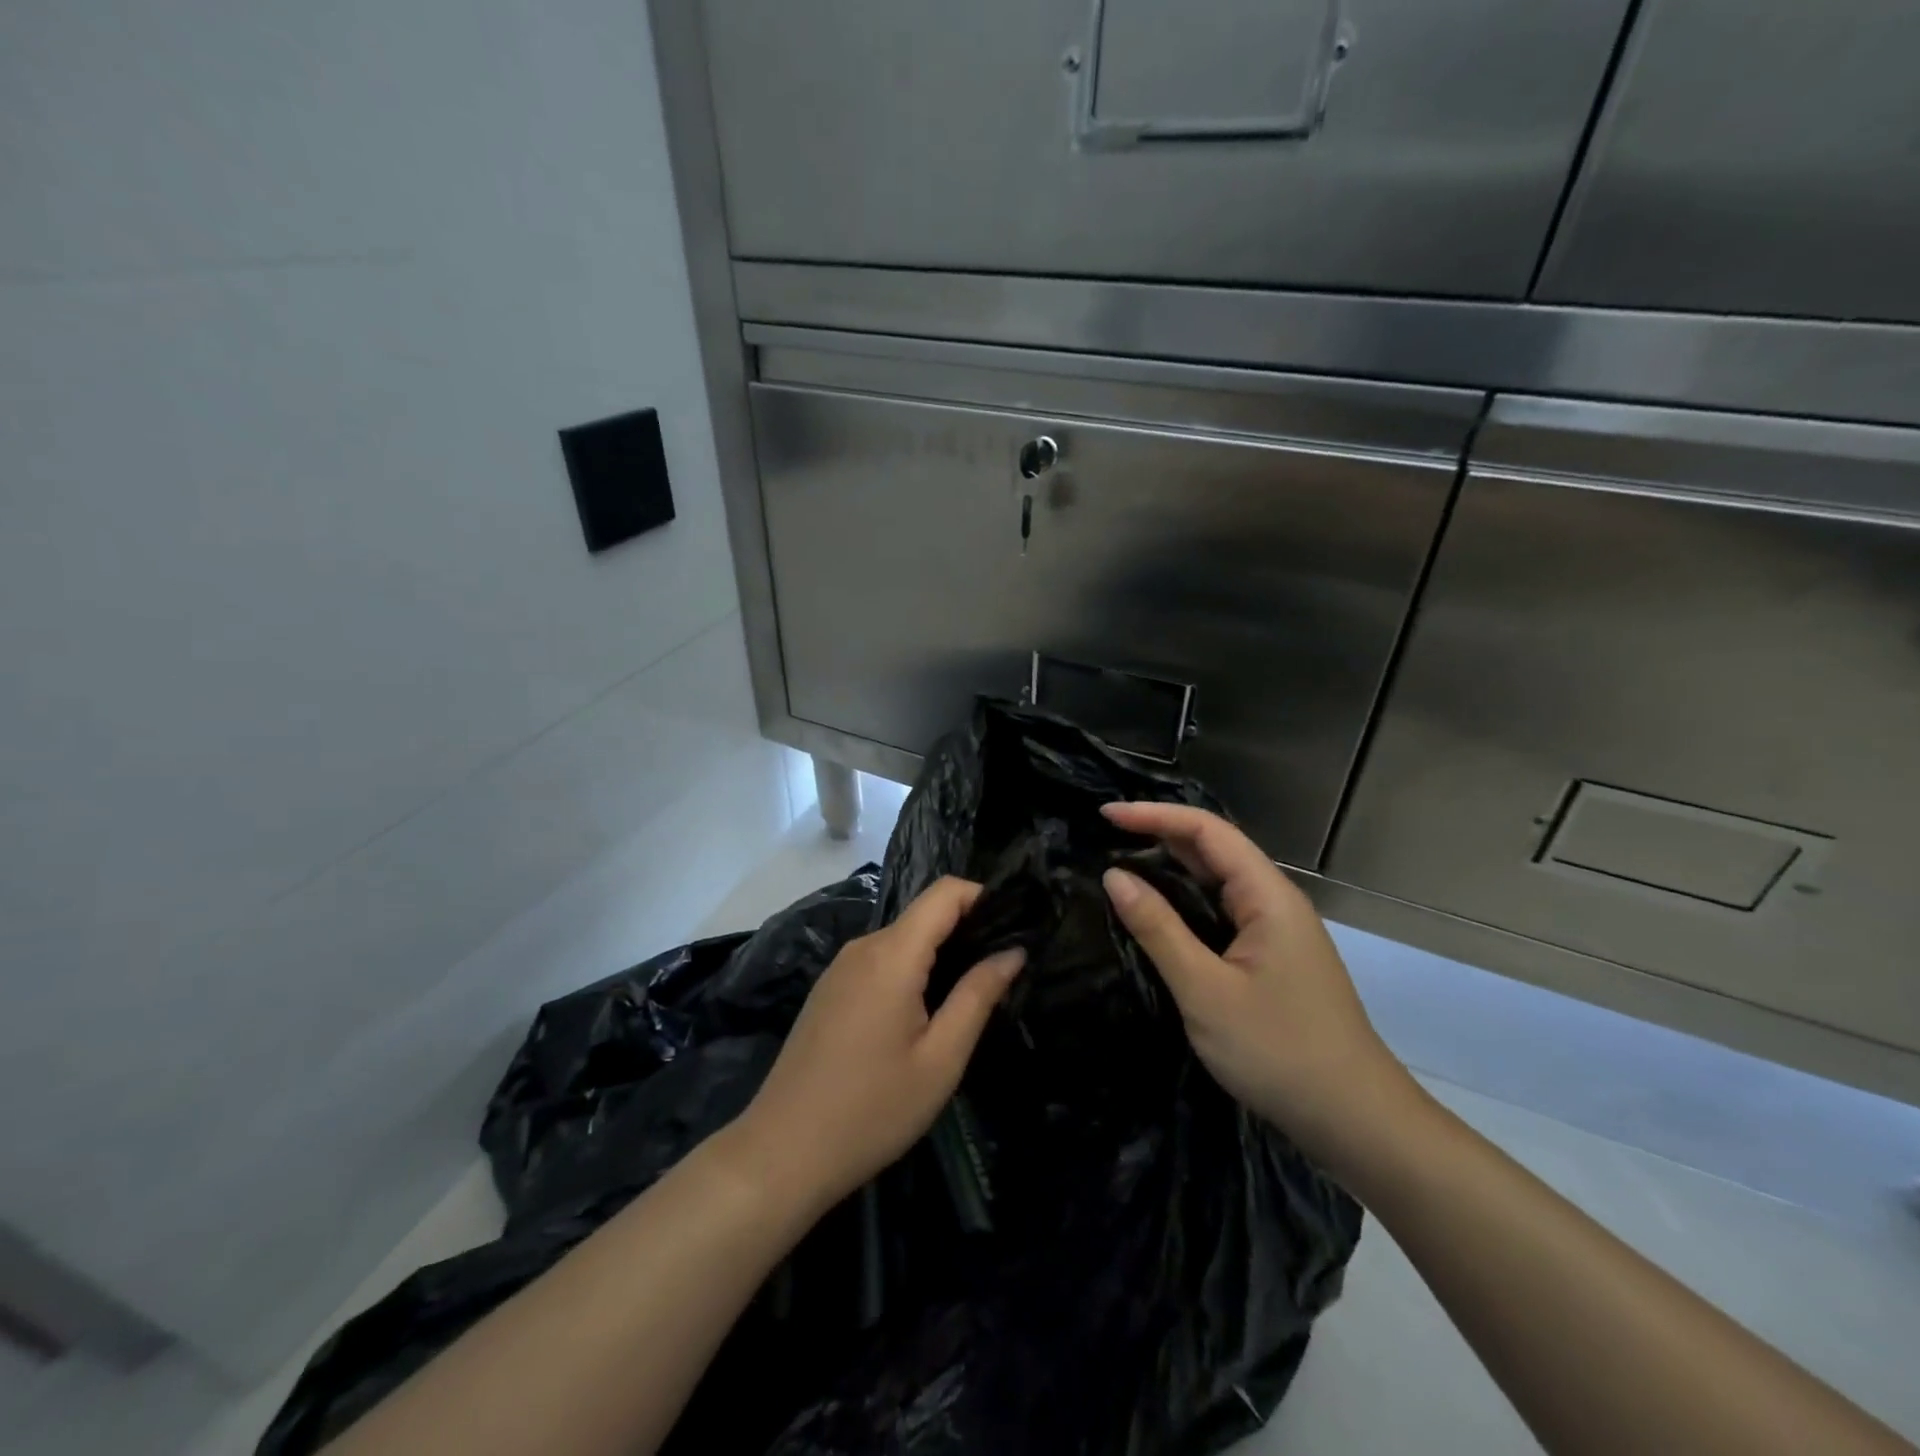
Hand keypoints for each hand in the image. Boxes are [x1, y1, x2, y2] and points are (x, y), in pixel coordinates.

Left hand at [730, 877, 1023, 1210]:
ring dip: (940, 954)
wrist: (782, 1152)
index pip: (945, 891)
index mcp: (893, 954)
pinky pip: (881, 960)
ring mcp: (841, 967)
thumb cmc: (872, 1109)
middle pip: (925, 914)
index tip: (1016, 926)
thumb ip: (978, 996)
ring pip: (903, 939)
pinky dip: (911, 970)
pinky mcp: (830, 989)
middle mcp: (864, 946)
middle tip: (1003, 970)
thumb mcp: (940, 1059)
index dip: (984, 897)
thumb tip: (1013, 951)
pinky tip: (923, 1013)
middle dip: (968, 930)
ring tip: (970, 995)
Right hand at [1100, 803, 1415, 1170]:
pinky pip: (1222, 912)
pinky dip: (1185, 902)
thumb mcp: (1205, 990)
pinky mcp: (1272, 958)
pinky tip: (1158, 914)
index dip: (1154, 815)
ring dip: (1171, 868)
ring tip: (1120, 865)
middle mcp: (1275, 902)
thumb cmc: (1278, 1051)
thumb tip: (1114, 876)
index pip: (1207, 831)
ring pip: (1218, 882)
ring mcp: (1277, 931)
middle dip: (1159, 834)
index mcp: (1267, 896)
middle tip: (1104, 837)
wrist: (1354, 1121)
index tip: (1105, 815)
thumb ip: (1158, 928)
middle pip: (1214, 849)